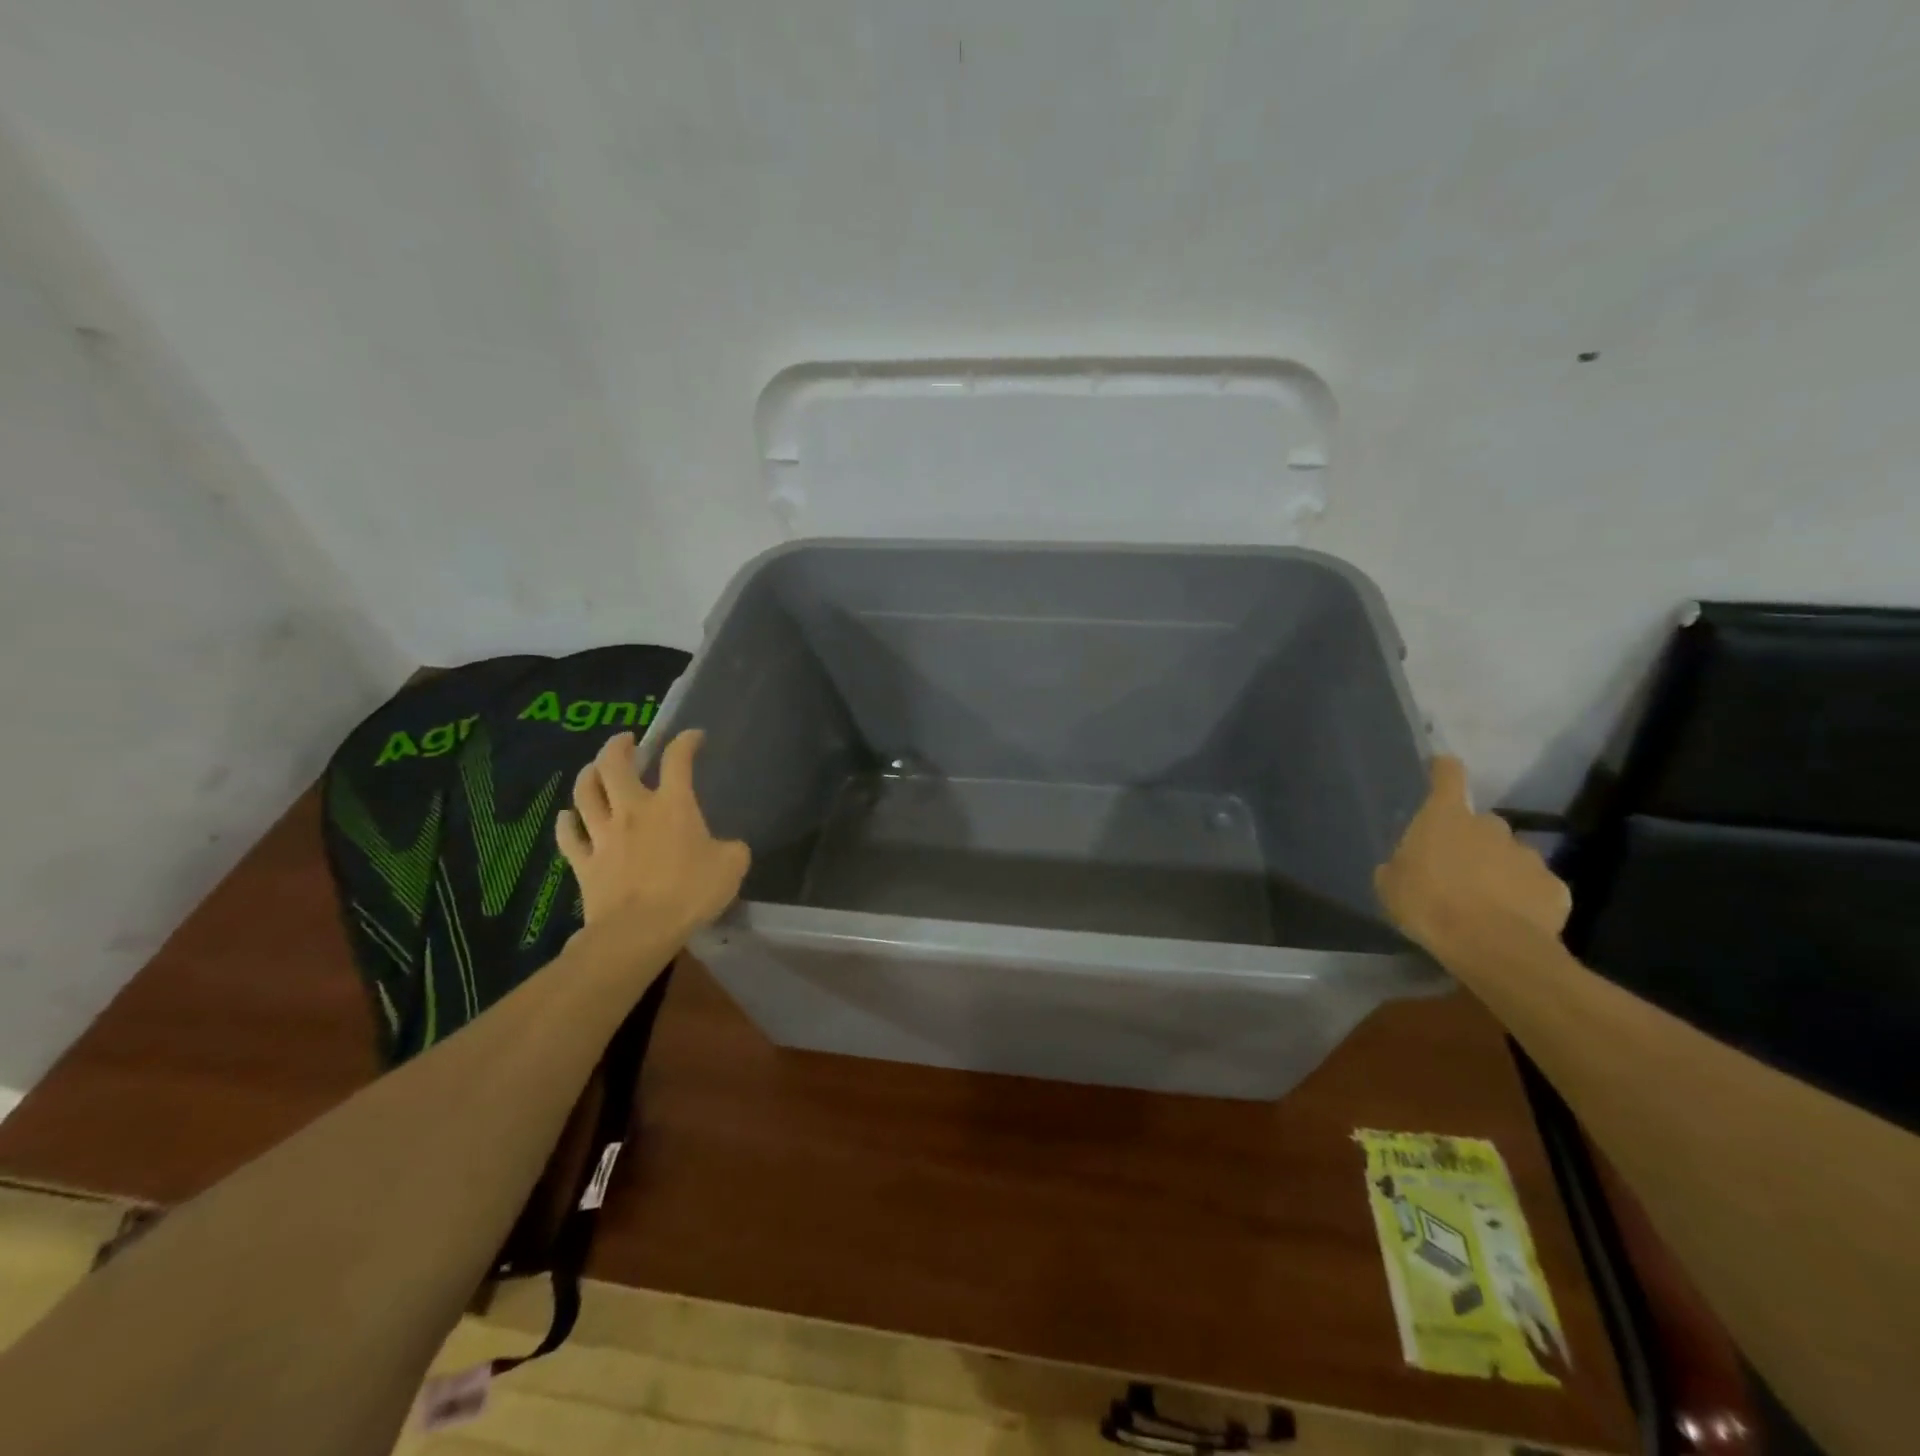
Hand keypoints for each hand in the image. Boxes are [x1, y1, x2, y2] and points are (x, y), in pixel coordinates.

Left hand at [556, 730, 749, 938]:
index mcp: (672, 805)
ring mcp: (603, 835)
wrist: (639, 931)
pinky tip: (568, 816)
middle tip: (627, 741)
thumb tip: (728, 846)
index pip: (677, 760)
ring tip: (595, 768)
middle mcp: (633, 810)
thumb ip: (732, 849)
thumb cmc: (690, 893)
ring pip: (585, 793)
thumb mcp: (732, 866)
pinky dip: (567, 822)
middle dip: (619, 746)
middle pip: (614, 765)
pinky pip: (569, 835)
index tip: (693, 737)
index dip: (685, 742)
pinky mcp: (584, 862)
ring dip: (589, 774)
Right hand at [1375, 756, 1570, 956]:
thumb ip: (1399, 866)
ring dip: (1499, 870)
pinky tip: (1512, 920)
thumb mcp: (1390, 886)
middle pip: (1482, 823)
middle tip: (1457, 868)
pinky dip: (1524, 898)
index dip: (1444, 770)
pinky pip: (1535, 887)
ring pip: (1511, 855)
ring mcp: (1527, 856)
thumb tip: (1406, 864)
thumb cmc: (1428, 904)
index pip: (1448, 777)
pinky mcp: (1554, 888)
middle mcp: (1490, 827)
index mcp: (1446, 818)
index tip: (1443, 765)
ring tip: (1485, 901)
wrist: (1491, 946)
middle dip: (1472, 840)